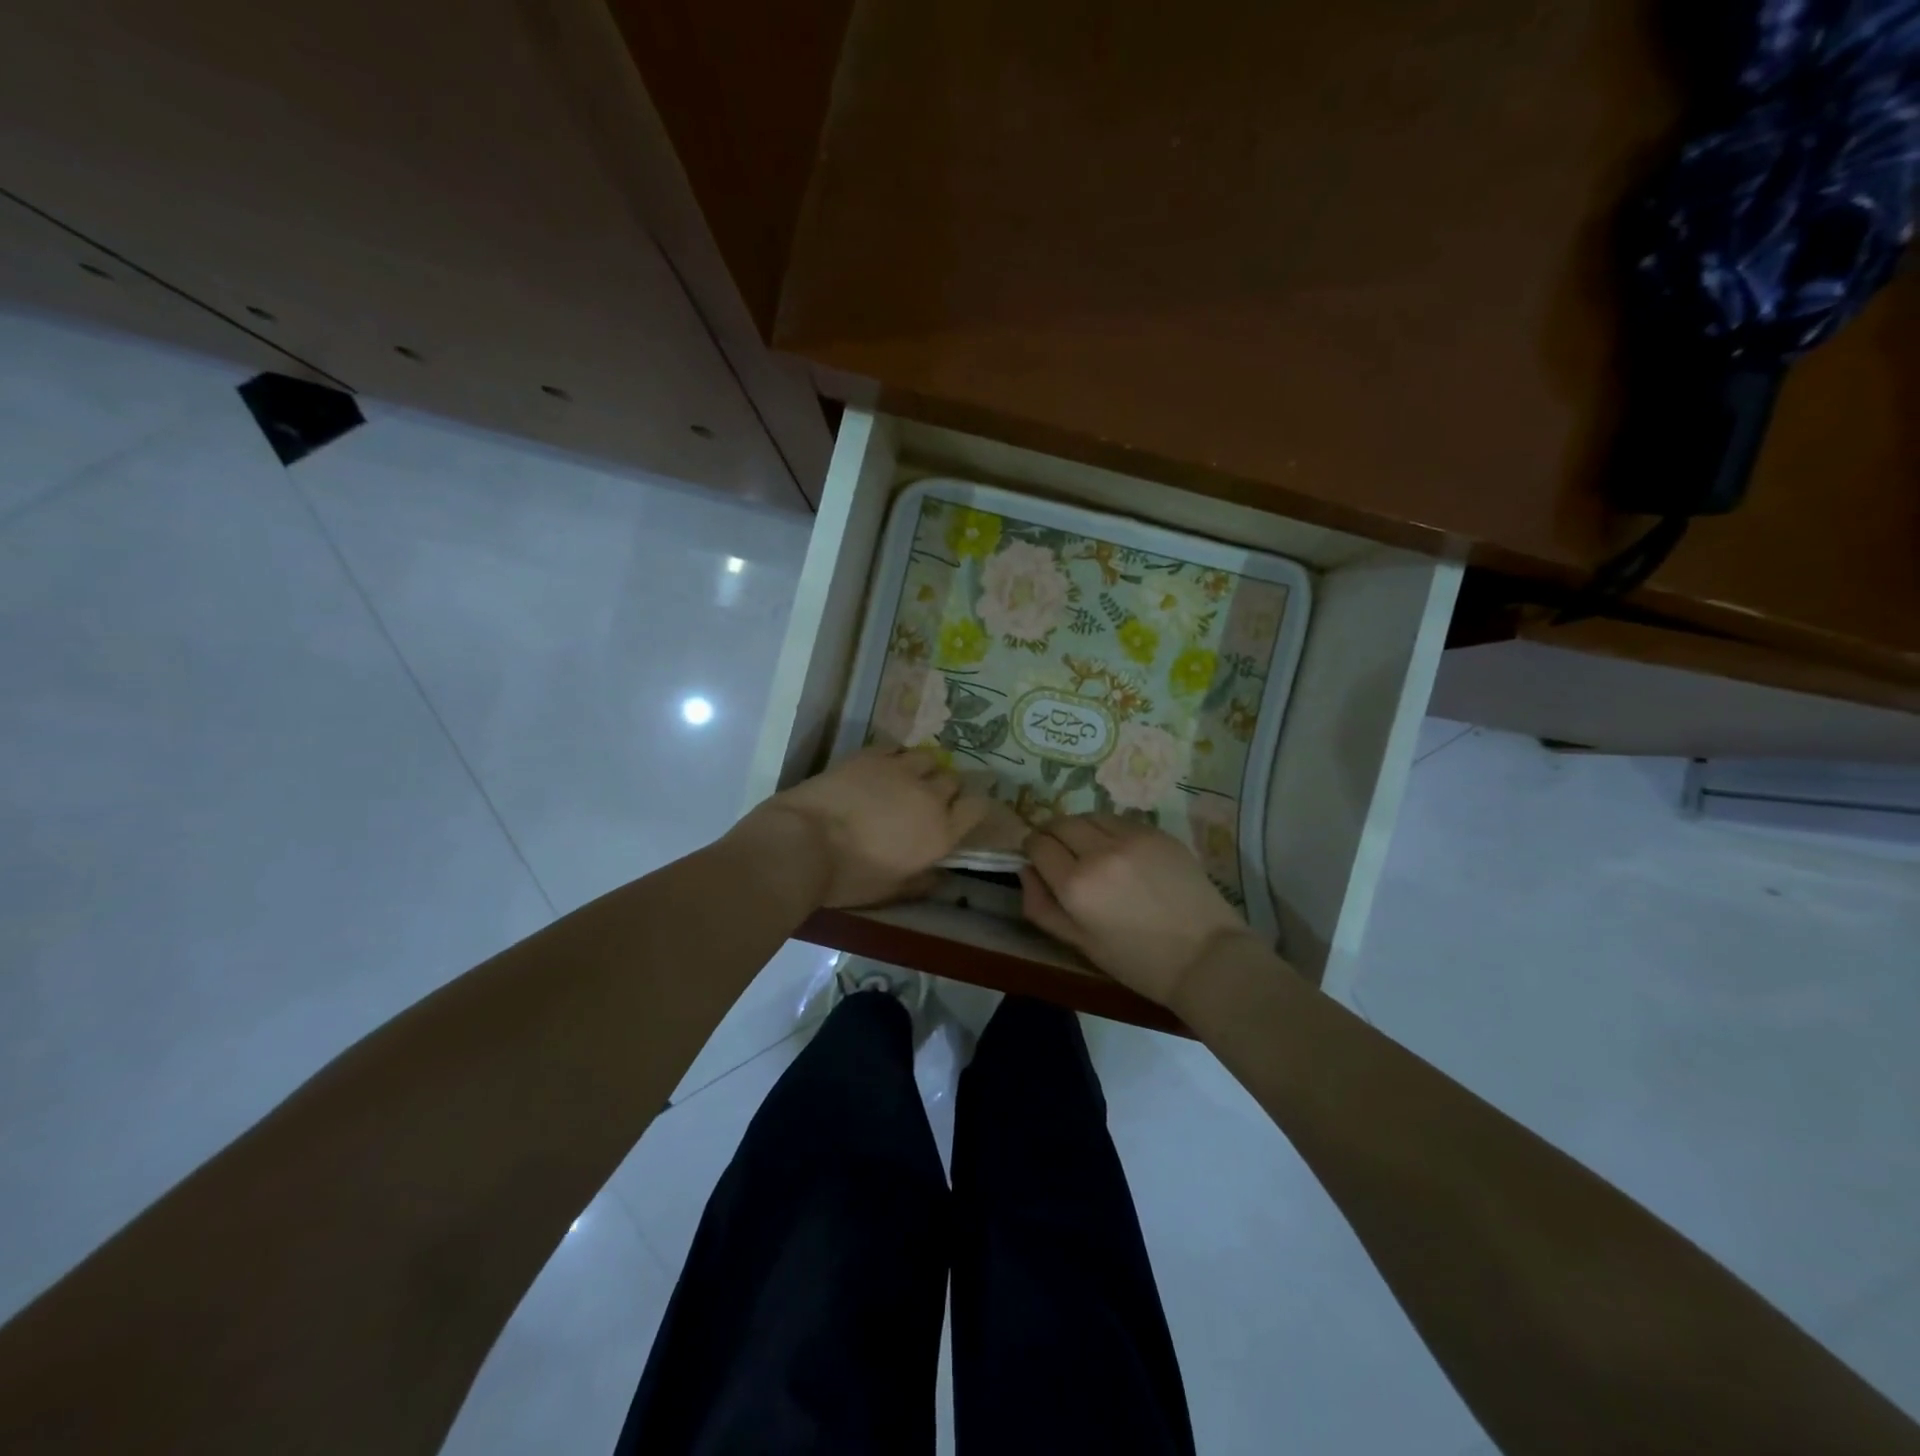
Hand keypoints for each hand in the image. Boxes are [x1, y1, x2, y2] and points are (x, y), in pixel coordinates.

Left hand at [754, 747, 992, 908]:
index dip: (975, 807)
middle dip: (947, 788)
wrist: (804, 842)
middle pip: (953, 780)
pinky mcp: (871, 755)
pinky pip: (896, 748)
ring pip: (928, 757)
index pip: (978, 808)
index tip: (964, 813)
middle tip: (929, 799)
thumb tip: (940, 876)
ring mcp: (900, 770)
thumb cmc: (849, 876)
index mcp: (940, 832)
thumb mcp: (890, 891)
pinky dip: (896, 757)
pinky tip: (884, 767)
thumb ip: (921, 882)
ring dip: (924, 768)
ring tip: (909, 777)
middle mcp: (929, 796)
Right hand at [1021, 814, 1257, 1006]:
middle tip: (1061, 854)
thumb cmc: (1137, 961)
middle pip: (1060, 823)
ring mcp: (1131, 837)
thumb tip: (1025, 870)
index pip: (1037, 844)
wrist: (1205, 957)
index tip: (1039, 860)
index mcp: (1076, 885)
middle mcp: (1099, 852)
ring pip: (1089, 816)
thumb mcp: (1079, 943)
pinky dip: (1109, 830)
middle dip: (1053, 835)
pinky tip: (1120, 852)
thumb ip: (1042, 906)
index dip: (1032, 850)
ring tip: (1091, 851)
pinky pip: (1119, 820)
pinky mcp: (1157, 832)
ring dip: (1081, 829)